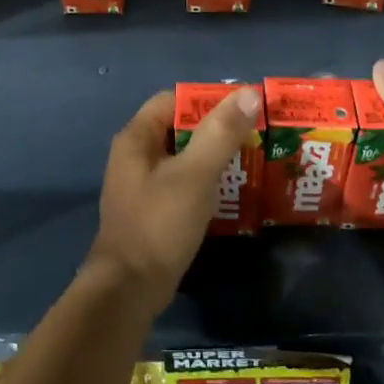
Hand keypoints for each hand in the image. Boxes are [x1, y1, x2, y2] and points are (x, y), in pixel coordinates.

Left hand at [88, 86, 261, 312]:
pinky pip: (181, 183)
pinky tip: (230, 191)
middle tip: (255, 134)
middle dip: (216, 128)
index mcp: (136, 138)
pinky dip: (204, 182)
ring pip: (182, 157)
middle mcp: (134, 156)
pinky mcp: (151, 211)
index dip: (207, 99)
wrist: (129, 289)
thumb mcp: (195, 175)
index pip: (173, 100)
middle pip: (179, 128)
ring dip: (213, 156)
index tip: (243, 108)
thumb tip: (247, 93)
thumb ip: (220, 133)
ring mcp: (140, 185)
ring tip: (250, 160)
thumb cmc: (159, 224)